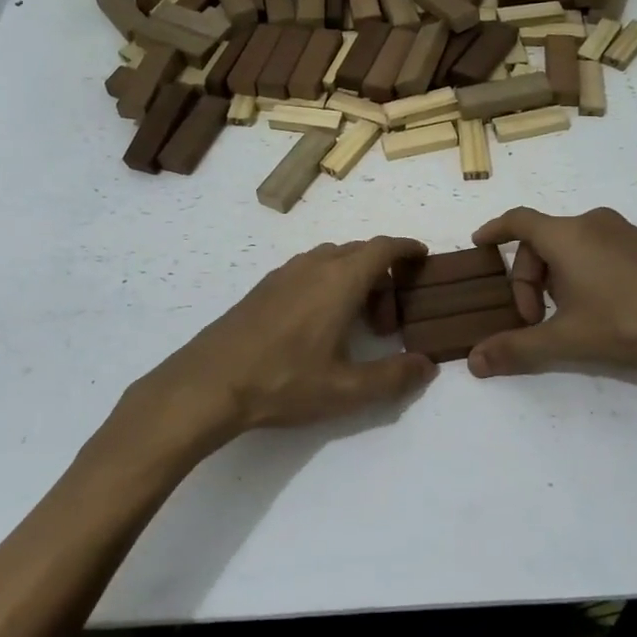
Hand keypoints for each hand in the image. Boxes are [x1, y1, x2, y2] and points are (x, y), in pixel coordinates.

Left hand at [127, 237, 437, 448]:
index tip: (423, 257)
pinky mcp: (263, 287)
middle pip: (359, 252)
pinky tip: (320, 324)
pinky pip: (308, 270)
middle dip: (383, 275)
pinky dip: (328, 283)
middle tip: (389, 321)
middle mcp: (313, 265)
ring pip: (331, 259)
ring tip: (357, 322)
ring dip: (353, 279)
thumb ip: (393, 377)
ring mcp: (284, 274)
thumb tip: (427, 365)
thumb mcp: (346, 389)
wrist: (209, 382)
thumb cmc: (284, 381)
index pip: (382, 247)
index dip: (407, 248)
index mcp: (339, 280)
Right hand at [466, 207, 636, 397]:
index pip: (517, 221)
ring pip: (570, 247)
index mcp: (567, 235)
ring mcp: (623, 233)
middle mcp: (592, 224)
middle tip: (532, 319)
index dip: (494, 230)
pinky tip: (596, 309)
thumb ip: (517, 348)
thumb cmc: (629, 321)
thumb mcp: (567, 338)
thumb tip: (474, 362)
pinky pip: (596, 250)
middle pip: (541, 240)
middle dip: (527, 278)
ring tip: (563, 317)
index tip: (478, 244)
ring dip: (554, 278)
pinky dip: (580, 273)